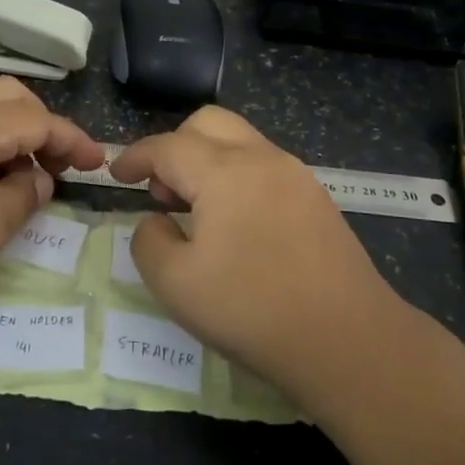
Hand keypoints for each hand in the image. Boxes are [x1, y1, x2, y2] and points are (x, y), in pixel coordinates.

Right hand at [112, 106, 464, 464]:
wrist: (349, 340)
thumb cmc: (252, 309)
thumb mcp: (175, 283)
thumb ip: (149, 241)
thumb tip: (158, 221)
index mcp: (224, 171)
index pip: (167, 146)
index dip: (135, 157)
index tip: (115, 175)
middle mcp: (262, 159)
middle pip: (209, 123)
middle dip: (175, 146)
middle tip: (162, 192)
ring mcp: (296, 176)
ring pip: (240, 142)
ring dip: (208, 161)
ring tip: (196, 211)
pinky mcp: (317, 199)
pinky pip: (265, 167)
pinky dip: (237, 177)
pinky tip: (236, 225)